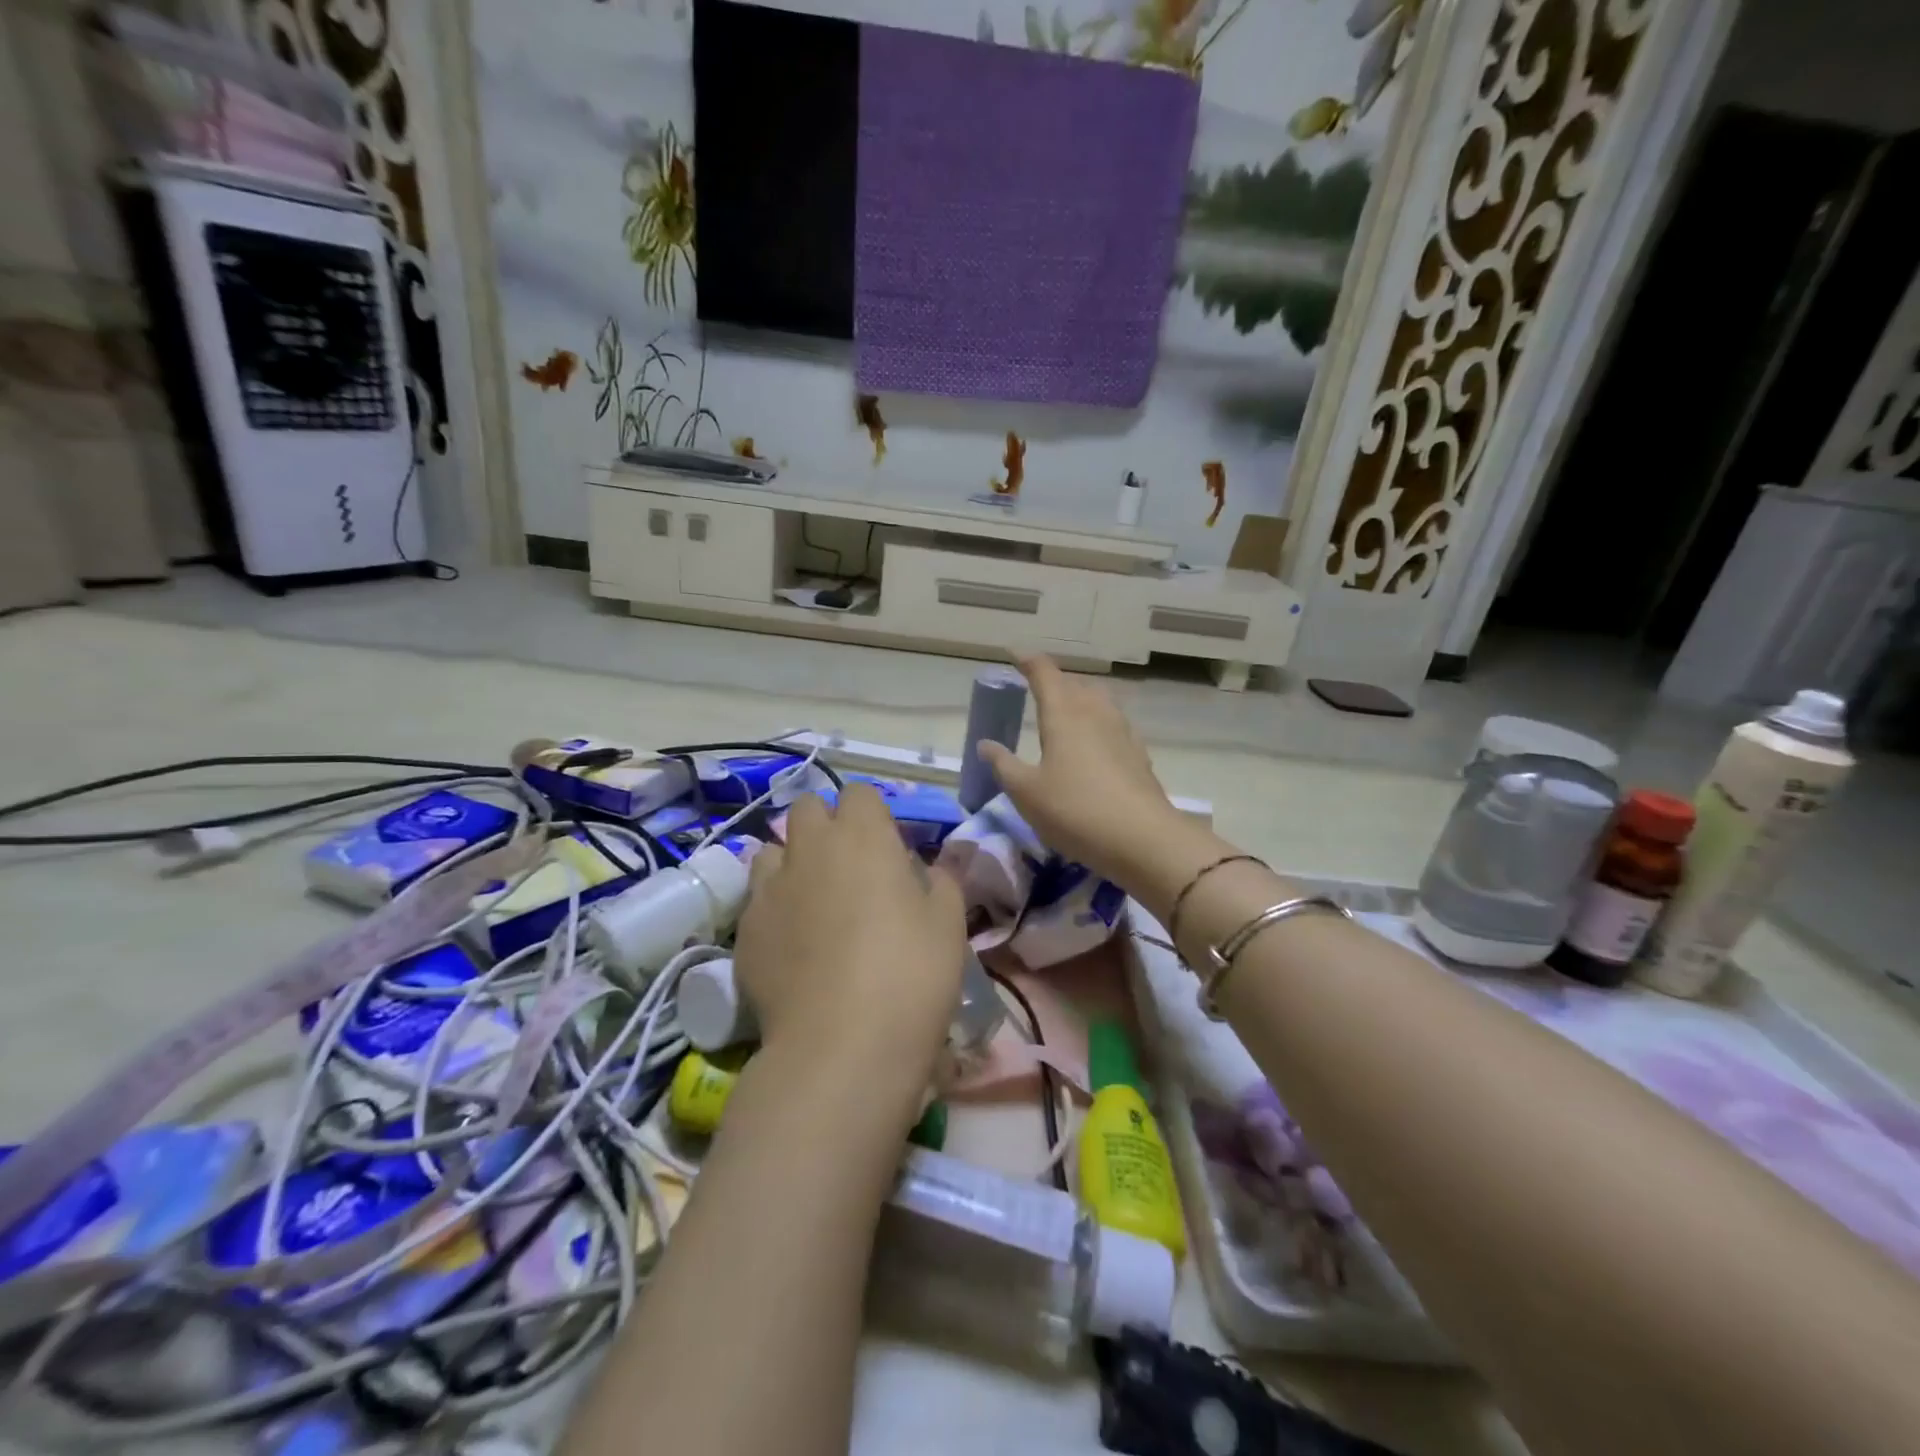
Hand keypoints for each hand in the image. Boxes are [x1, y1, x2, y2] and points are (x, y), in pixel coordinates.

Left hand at [732, 784, 966, 1084]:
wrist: (842, 1045)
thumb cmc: (911, 973)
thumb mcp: (948, 923)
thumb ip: (941, 879)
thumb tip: (931, 864)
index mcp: (863, 837)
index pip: (858, 793)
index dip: (872, 814)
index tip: (886, 848)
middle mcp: (810, 849)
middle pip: (806, 808)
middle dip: (824, 825)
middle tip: (848, 867)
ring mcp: (769, 888)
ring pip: (772, 851)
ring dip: (792, 863)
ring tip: (813, 902)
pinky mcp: (745, 929)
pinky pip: (757, 900)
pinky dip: (774, 909)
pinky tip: (792, 946)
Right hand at [978, 654, 1191, 884]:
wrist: (1142, 839)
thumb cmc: (1075, 811)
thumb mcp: (1026, 793)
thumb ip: (1003, 765)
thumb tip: (986, 744)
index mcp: (1063, 714)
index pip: (1044, 673)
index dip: (1027, 661)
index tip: (1013, 654)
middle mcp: (1095, 712)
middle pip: (1074, 684)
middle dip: (1054, 681)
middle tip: (1036, 687)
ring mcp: (1122, 731)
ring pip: (1098, 701)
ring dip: (1079, 698)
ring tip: (1065, 711)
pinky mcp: (1138, 753)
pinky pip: (1113, 723)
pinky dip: (1097, 722)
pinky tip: (1094, 742)